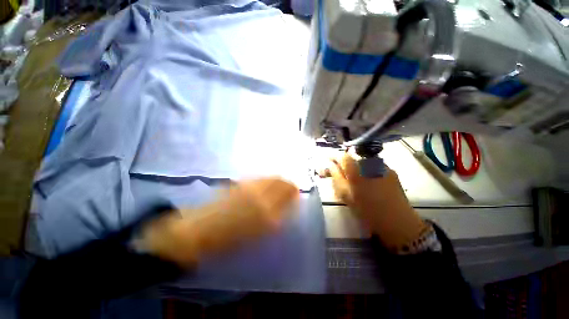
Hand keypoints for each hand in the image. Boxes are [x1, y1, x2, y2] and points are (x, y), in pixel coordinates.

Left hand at [138, 178, 298, 266]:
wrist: (200, 231)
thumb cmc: (230, 239)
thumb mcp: (258, 234)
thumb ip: (275, 218)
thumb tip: (285, 206)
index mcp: (267, 214)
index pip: (287, 197)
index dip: (294, 193)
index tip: (297, 193)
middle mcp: (260, 196)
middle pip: (280, 183)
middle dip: (288, 183)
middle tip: (291, 186)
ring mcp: (249, 188)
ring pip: (270, 178)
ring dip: (279, 179)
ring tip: (281, 182)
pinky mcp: (240, 183)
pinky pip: (259, 178)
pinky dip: (267, 178)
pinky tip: (267, 181)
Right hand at [327, 152, 426, 250]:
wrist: (397, 221)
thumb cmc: (366, 209)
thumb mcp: (345, 194)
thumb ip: (335, 176)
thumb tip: (329, 164)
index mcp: (356, 169)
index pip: (341, 155)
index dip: (333, 157)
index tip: (327, 161)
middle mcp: (369, 163)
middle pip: (352, 157)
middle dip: (343, 163)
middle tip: (339, 173)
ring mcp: (382, 166)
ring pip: (362, 162)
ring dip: (355, 167)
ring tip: (354, 179)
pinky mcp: (391, 171)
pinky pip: (373, 166)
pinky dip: (366, 170)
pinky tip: (368, 182)